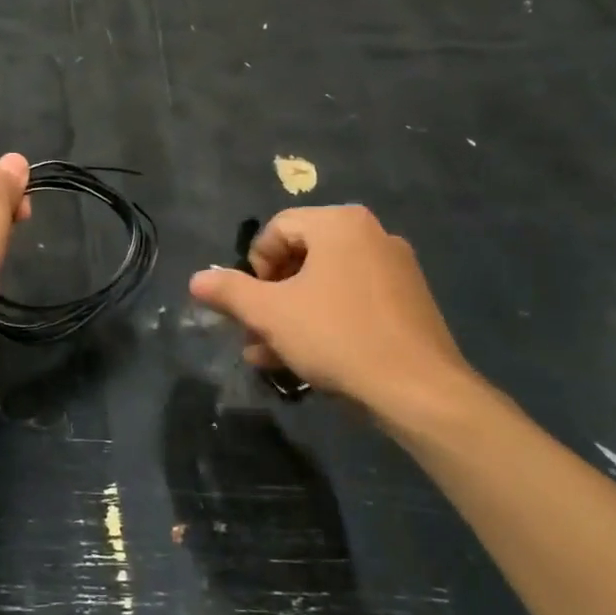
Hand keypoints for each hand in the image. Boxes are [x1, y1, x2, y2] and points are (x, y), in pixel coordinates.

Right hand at [188, 205, 483, 433]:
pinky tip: (304, 360)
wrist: (419, 391)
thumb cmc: (337, 337)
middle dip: (269, 298)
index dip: (253, 267)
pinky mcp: (409, 303)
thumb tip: (196, 279)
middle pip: (300, 258)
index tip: (250, 304)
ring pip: (324, 285)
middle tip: (253, 333)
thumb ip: (229, 291)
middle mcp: (372, 235)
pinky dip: (324, 323)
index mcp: (340, 224)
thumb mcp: (270, 313)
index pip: (276, 229)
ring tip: (267, 355)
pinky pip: (352, 302)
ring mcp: (395, 270)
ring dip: (289, 316)